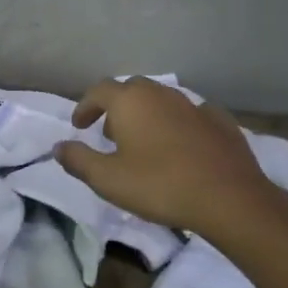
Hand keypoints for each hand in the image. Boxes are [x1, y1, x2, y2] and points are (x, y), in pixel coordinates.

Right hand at [56, 77, 287, 240]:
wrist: (229, 198)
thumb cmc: (160, 185)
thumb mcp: (108, 180)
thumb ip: (78, 160)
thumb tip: (58, 147)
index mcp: (130, 102)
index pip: (99, 90)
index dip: (85, 106)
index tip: (79, 126)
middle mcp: (161, 94)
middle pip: (132, 89)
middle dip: (117, 107)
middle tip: (110, 133)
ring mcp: (193, 105)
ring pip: (162, 100)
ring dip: (147, 114)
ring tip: (144, 141)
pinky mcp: (220, 121)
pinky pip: (191, 115)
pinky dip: (178, 124)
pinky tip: (182, 145)